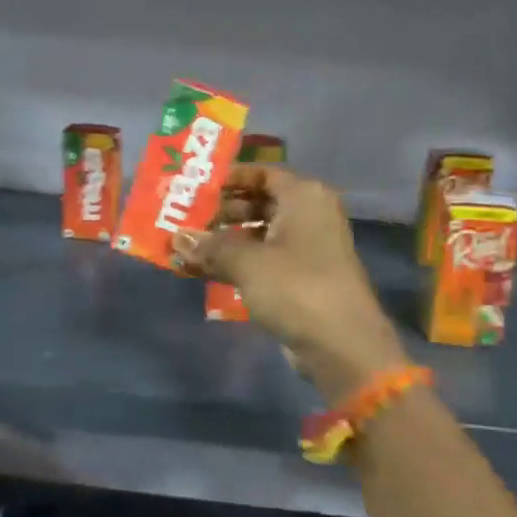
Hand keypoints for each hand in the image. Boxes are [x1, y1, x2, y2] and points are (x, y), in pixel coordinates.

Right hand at [176, 165, 407, 398]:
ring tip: (185, 248)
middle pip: (259, 203)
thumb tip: (176, 238)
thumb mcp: (247, 262)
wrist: (341, 344)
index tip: (196, 187)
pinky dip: (237, 264)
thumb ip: (210, 247)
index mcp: (304, 196)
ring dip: (224, 242)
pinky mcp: (302, 279)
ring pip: (259, 235)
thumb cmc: (295, 286)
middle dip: (221, 212)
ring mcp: (308, 249)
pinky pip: (264, 261)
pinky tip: (203, 272)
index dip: (229, 178)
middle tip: (183, 220)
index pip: (262, 173)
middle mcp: (309, 216)